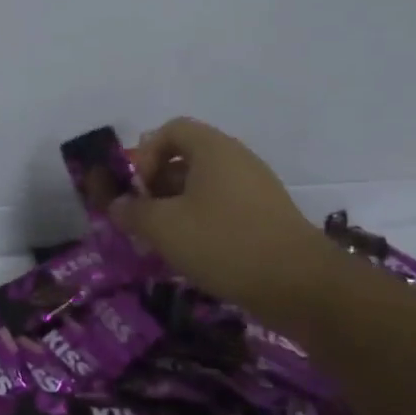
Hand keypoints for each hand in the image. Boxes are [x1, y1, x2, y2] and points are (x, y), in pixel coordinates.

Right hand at [110, 118, 335, 313]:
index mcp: (213, 149)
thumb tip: (116, 205)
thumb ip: (133, 212)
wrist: (299, 284)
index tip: (137, 189)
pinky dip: (201, 222)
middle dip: (157, 185)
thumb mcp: (164, 227)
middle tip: (143, 218)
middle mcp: (236, 160)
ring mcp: (255, 188)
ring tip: (163, 240)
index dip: (145, 154)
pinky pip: (223, 207)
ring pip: (203, 186)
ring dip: (176, 207)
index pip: (170, 130)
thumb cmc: (224, 242)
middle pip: (186, 158)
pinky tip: (193, 253)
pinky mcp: (265, 216)